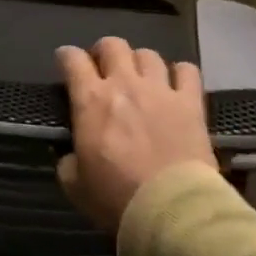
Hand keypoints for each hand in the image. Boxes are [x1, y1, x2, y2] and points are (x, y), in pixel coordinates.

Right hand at [56, 36, 216, 233]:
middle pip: (113, 46)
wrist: (171, 210)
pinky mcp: (191, 103)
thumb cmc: (116, 198)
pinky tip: (176, 84)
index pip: (72, 59)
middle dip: (104, 51)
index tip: (65, 61)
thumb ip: (68, 162)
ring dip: (139, 62)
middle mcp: (124, 84)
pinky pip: (188, 71)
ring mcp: (160, 90)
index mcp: (91, 100)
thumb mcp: (75, 185)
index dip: (66, 56)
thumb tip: (70, 155)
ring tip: (140, 77)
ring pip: (148, 54)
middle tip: (103, 68)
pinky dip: (180, 72)